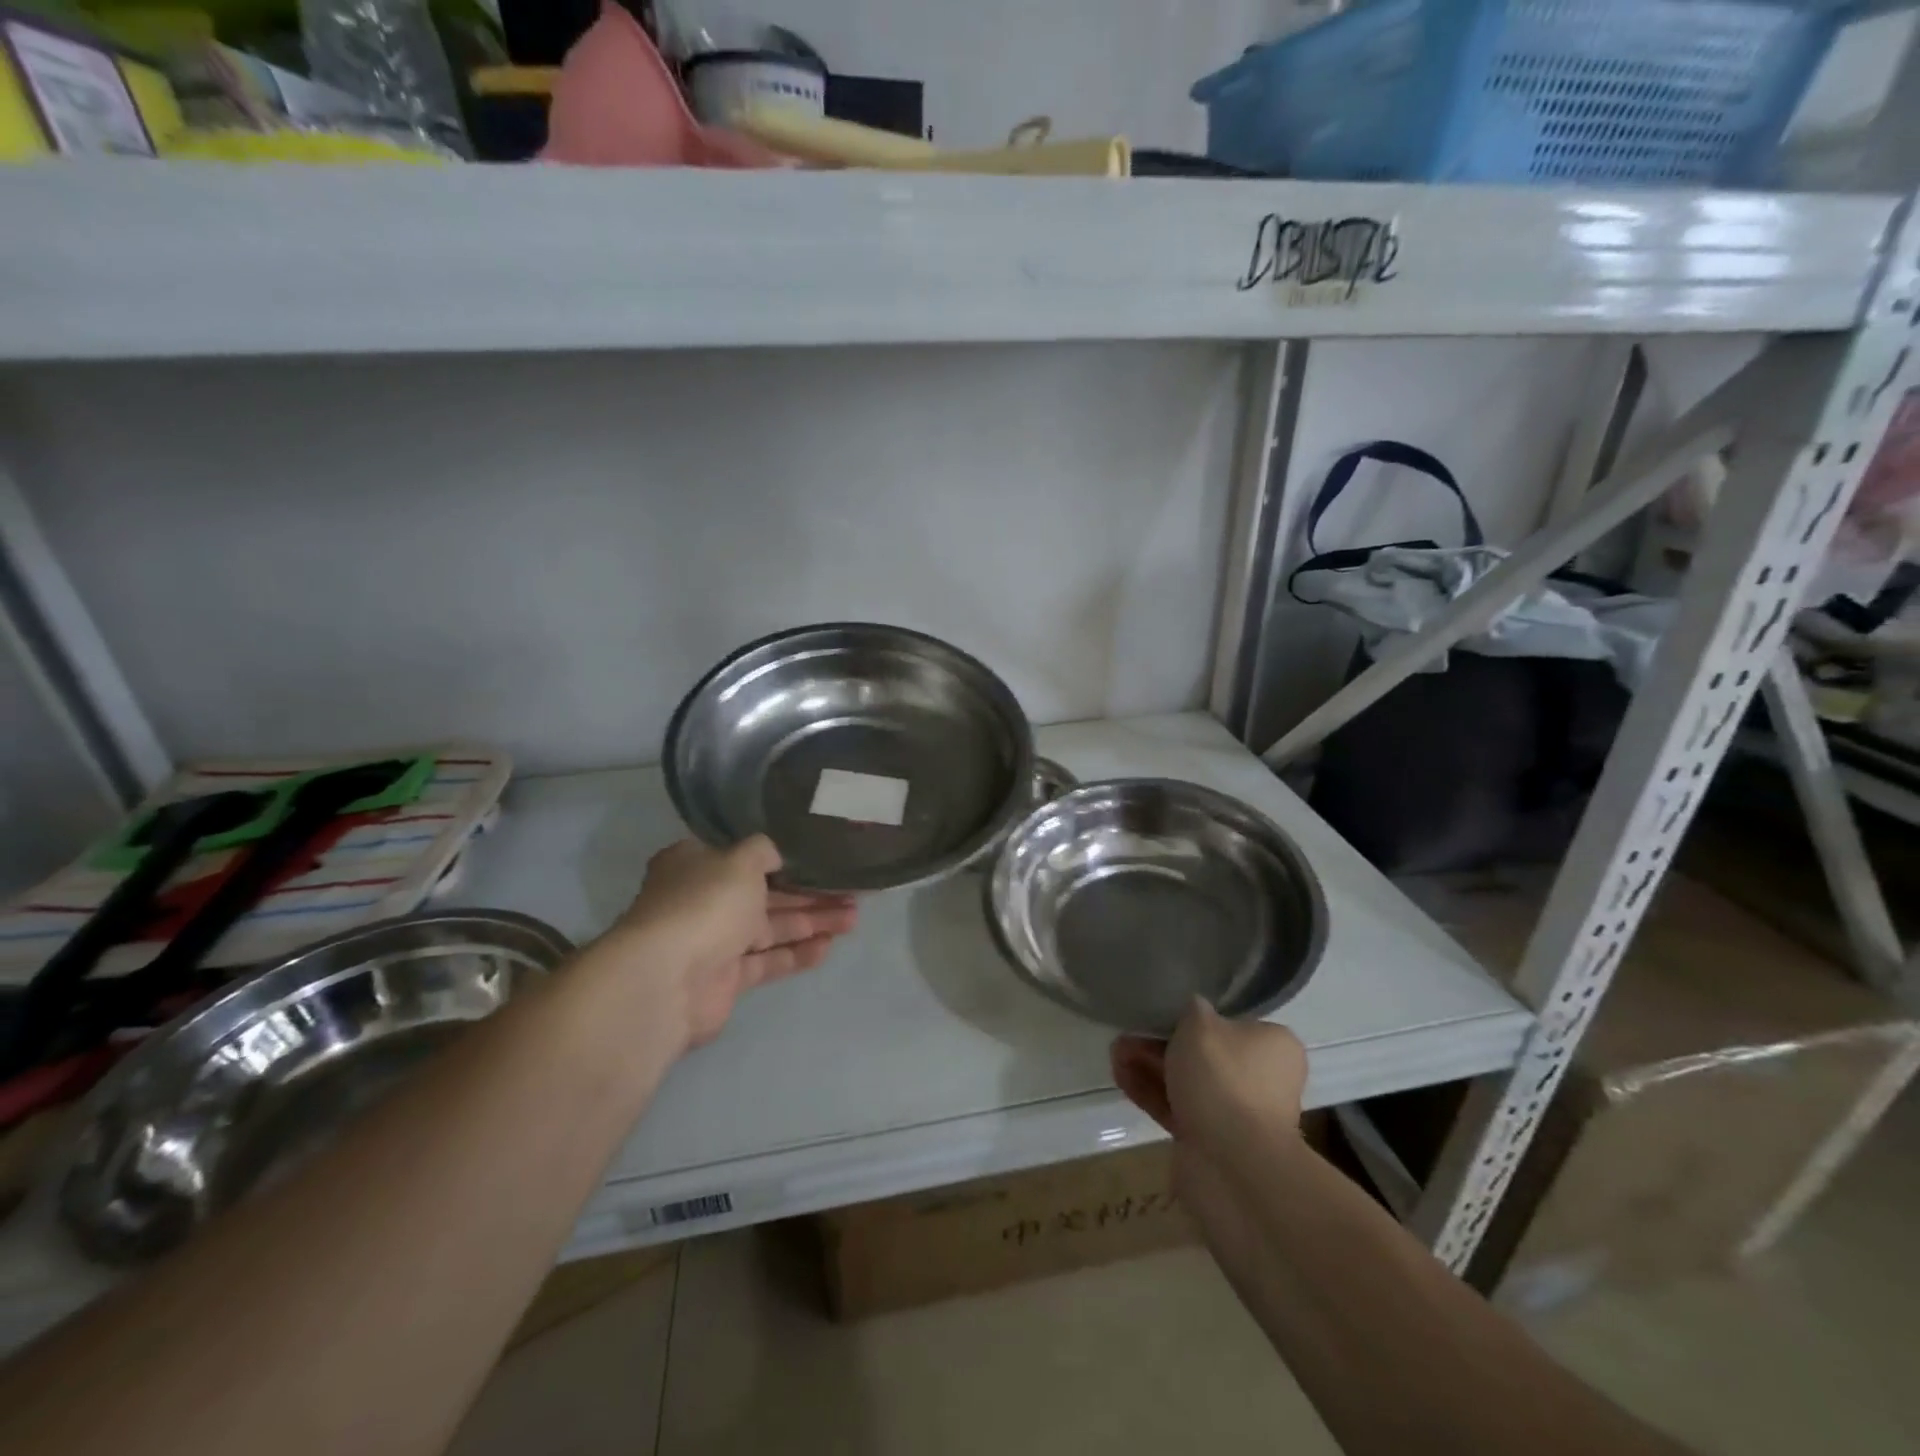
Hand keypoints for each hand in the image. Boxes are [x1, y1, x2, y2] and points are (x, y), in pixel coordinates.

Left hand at [608, 836, 856, 1049]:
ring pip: (771, 927)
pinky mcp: (726, 979)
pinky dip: (797, 953)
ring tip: (853, 918)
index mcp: (697, 864)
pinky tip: (829, 946)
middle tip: (853, 892)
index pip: (745, 856)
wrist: (667, 979)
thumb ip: (763, 850)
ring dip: (811, 921)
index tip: (822, 858)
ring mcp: (714, 941)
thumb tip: (775, 853)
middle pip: (766, 893)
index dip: (785, 858)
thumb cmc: (705, 904)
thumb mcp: (740, 860)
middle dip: (809, 893)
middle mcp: (704, 900)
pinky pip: (768, 960)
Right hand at [1110, 999, 1306, 1159]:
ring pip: (1186, 1082)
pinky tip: (1120, 1076)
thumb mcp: (1201, 1023)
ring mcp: (1236, 1114)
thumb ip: (1192, 1009)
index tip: (1162, 1013)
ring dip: (1149, 1066)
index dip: (1194, 1017)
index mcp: (1273, 1047)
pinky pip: (1177, 1109)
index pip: (1232, 1024)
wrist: (1233, 1164)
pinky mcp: (1210, 1141)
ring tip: (1114, 1054)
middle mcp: (1261, 1080)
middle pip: (1203, 1053)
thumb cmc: (1223, 1078)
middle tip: (1128, 1033)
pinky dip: (1150, 1092)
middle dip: (1160, 1042)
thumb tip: (1192, 1010)